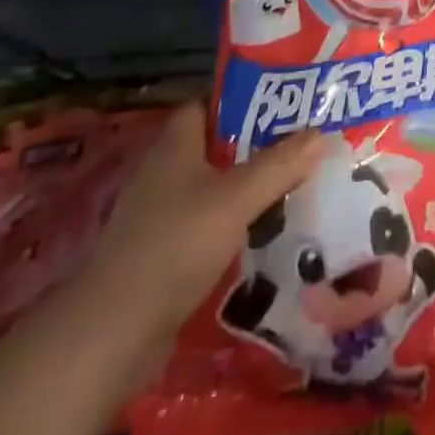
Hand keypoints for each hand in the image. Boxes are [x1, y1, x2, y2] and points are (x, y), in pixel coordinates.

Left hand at [83, 103, 325, 338]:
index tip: (283, 104)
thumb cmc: (175, 244)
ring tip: (294, 186)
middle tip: (301, 145)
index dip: (242, 100)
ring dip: (247, 190)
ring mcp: (160, 217)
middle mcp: (164, 173)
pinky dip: (233, 227)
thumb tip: (321, 134)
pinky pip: (206, 227)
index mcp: (175, 145)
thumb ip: (279, 165)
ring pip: (213, 190)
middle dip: (255, 147)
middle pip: (216, 147)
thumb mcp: (237, 198)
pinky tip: (265, 235)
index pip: (208, 104)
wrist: (114, 334)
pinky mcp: (162, 256)